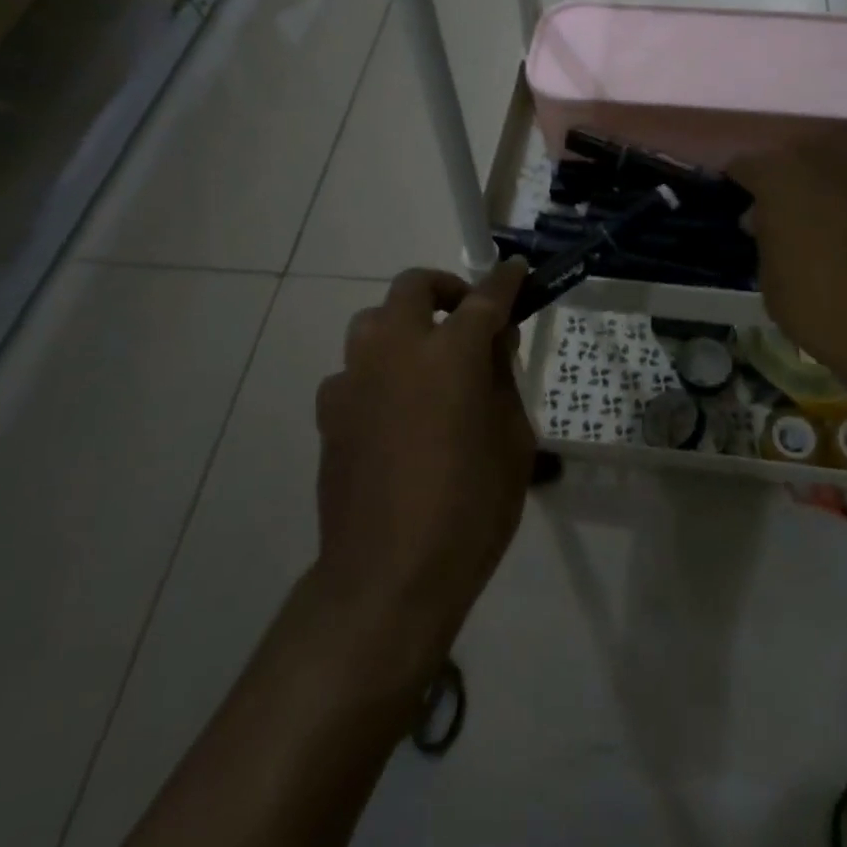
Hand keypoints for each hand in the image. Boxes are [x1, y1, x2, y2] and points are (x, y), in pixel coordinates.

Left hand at [312, 260, 532, 675]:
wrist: (388, 576)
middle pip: (413, 287)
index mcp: (450, 354)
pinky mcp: (330, 412)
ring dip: (403, 326)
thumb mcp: (512, 441)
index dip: (505, 281)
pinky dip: (378, 372)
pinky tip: (393, 409)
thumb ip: (502, 380)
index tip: (517, 271)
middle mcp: (396, 350)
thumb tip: (493, 343)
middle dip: (444, 289)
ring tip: (426, 361)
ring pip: (373, 321)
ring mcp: (355, 379)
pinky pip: (354, 370)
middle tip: (467, 315)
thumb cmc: (471, 509)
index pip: (484, 299)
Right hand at [729, 140, 846, 425]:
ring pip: (841, 168)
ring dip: (828, 188)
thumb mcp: (770, 279)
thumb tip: (764, 218)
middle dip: (786, 179)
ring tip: (827, 221)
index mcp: (782, 177)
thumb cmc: (820, 310)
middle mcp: (829, 162)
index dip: (739, 183)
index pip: (746, 163)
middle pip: (796, 156)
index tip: (737, 201)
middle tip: (782, 210)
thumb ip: (765, 236)